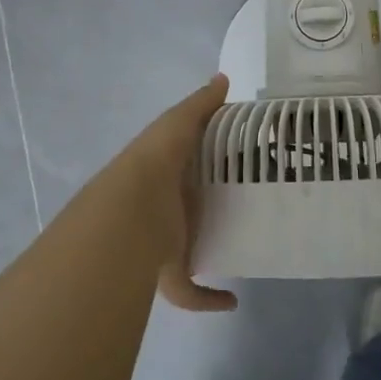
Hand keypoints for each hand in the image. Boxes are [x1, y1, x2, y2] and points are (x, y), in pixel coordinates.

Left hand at [116, 74, 238, 313]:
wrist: (129, 214)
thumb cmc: (156, 162)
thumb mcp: (178, 122)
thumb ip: (202, 104)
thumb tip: (223, 79)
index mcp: (166, 170)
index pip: (187, 161)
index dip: (206, 157)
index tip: (242, 157)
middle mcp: (166, 206)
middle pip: (191, 205)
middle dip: (209, 205)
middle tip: (251, 200)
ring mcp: (167, 242)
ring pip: (189, 247)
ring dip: (207, 248)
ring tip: (243, 242)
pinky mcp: (172, 274)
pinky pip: (191, 292)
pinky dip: (210, 299)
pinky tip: (232, 300)